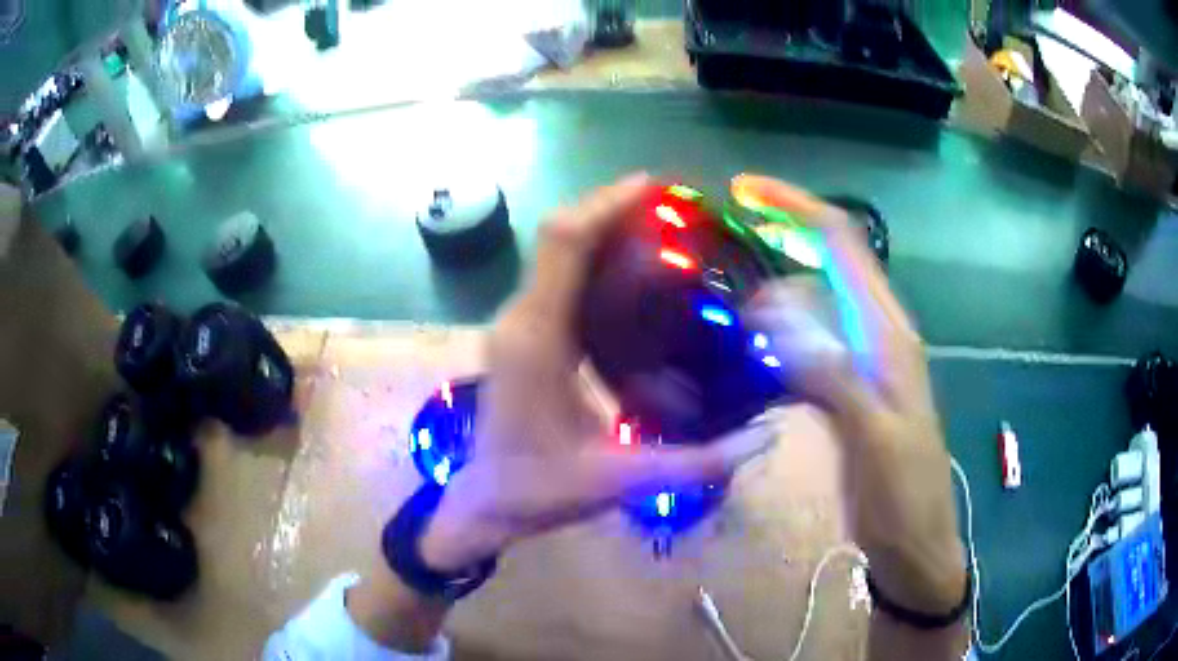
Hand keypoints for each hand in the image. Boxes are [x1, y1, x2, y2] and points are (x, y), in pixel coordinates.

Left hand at [419, 174, 776, 571]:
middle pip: (559, 238)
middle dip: (610, 211)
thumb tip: (766, 437)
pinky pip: (557, 280)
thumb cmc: (539, 492)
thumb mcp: (618, 481)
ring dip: (601, 232)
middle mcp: (520, 319)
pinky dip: (593, 262)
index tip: (652, 185)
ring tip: (662, 230)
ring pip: (556, 255)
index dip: (604, 206)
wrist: (485, 505)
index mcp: (537, 340)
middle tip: (673, 209)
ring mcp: (516, 325)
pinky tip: (634, 274)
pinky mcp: (523, 336)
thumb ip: (694, 462)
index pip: (563, 246)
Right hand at [736, 174, 965, 614]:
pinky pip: (811, 345)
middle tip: (722, 280)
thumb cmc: (903, 497)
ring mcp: (865, 362)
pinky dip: (779, 340)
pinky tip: (753, 360)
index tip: (743, 190)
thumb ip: (833, 373)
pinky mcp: (852, 389)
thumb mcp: (874, 437)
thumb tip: (774, 316)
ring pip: (814, 307)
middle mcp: (878, 334)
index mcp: (888, 333)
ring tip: (731, 328)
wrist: (916, 545)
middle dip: (775, 255)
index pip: (843, 243)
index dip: (796, 207)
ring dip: (773, 304)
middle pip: (824, 266)